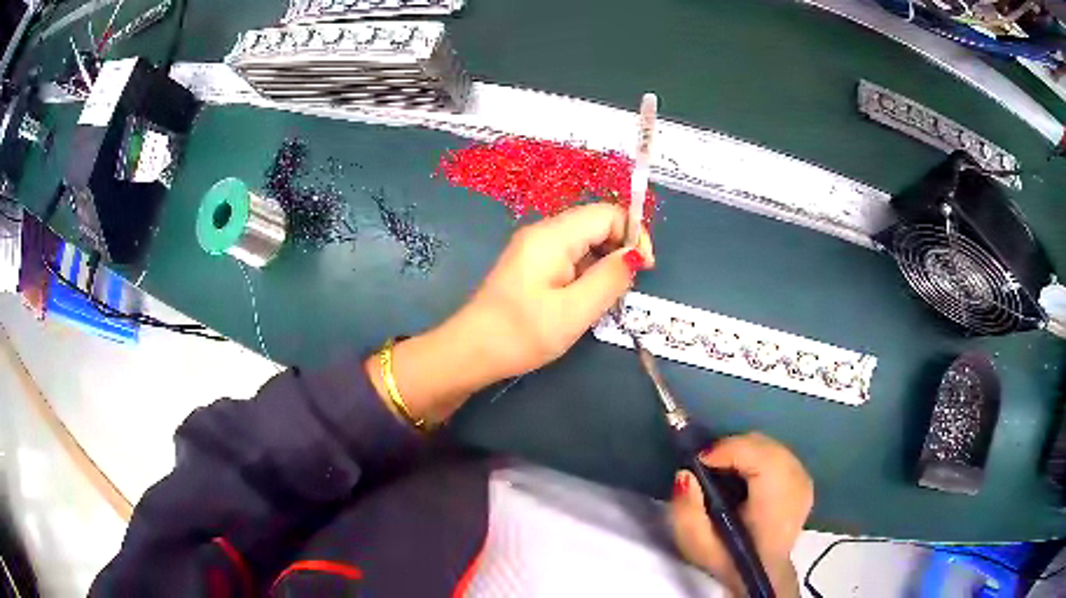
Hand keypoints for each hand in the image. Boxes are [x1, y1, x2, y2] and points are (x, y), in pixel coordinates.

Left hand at [460, 203, 654, 378]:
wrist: (470, 352)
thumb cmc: (521, 333)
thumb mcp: (574, 311)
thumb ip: (610, 279)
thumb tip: (636, 255)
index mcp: (553, 235)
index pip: (607, 213)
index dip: (633, 234)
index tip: (645, 269)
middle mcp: (543, 232)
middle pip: (596, 224)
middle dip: (620, 249)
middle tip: (627, 288)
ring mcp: (534, 248)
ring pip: (584, 242)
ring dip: (605, 263)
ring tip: (609, 298)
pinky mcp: (530, 265)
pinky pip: (569, 257)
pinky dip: (587, 272)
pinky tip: (587, 299)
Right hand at [670, 433, 812, 596]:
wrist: (762, 573)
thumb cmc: (729, 560)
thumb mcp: (696, 544)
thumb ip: (686, 509)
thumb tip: (686, 474)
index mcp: (776, 502)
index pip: (759, 456)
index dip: (727, 450)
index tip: (699, 461)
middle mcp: (797, 484)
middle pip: (764, 446)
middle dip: (731, 448)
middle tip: (706, 465)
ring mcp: (804, 480)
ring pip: (770, 446)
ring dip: (742, 452)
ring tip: (721, 469)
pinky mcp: (804, 479)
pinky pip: (776, 454)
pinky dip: (755, 456)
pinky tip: (741, 475)